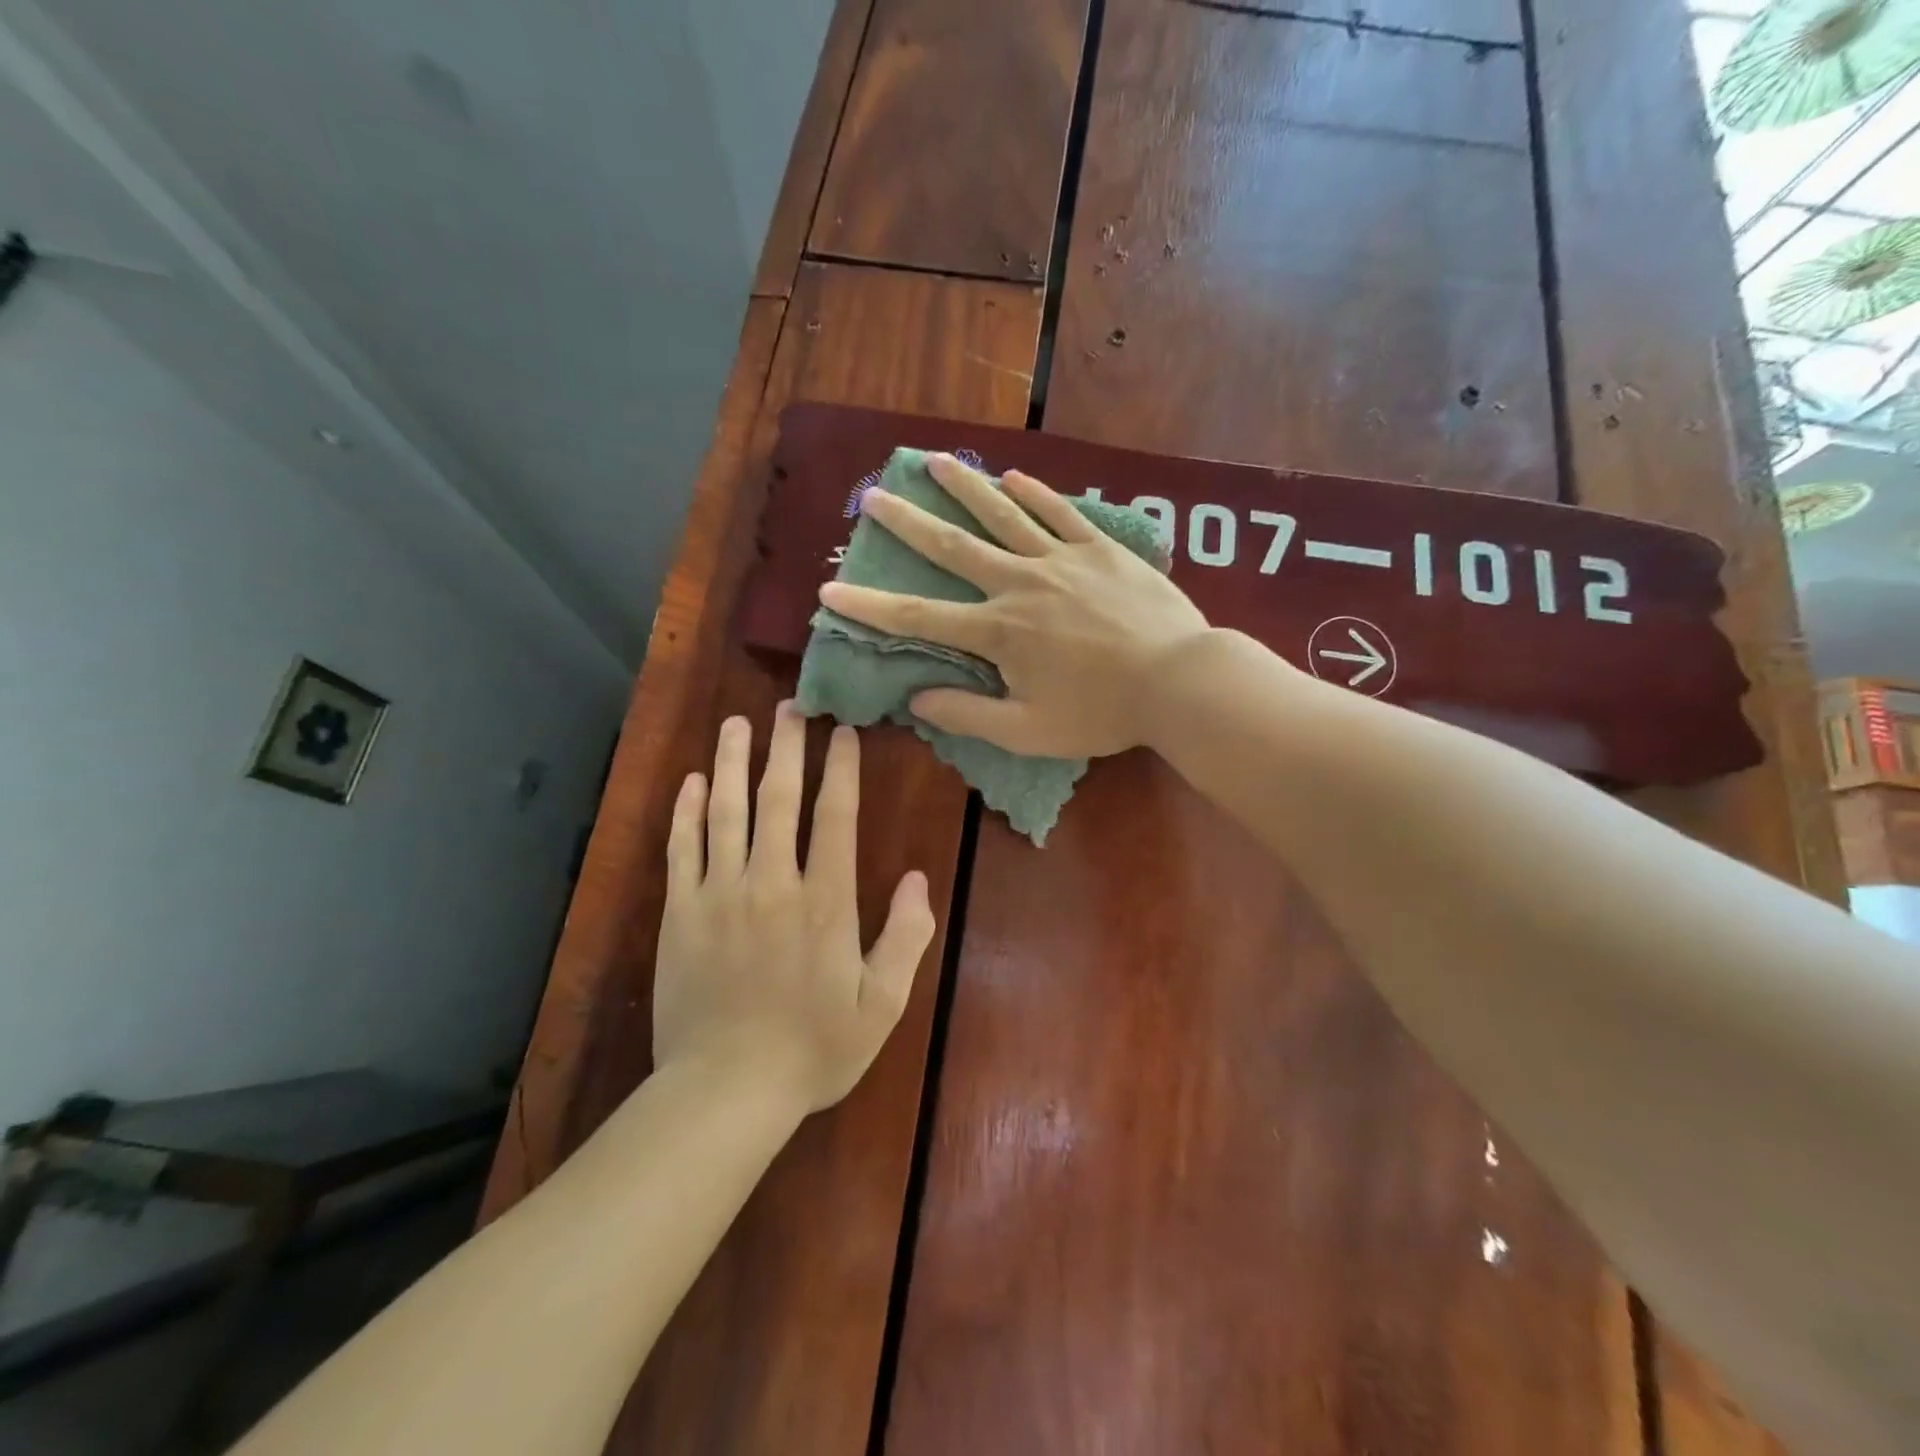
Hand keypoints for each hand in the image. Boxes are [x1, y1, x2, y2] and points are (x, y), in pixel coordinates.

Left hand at [653, 706, 934, 1112]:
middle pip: (779, 799)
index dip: (840, 769)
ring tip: (736, 724)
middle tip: (789, 706)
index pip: (835, 817)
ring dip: (732, 764)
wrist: (725, 1091)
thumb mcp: (882, 1004)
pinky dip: (686, 812)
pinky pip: (682, 849)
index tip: (842, 732)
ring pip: (726, 812)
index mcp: (825, 901)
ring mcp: (720, 895)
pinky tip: (690, 783)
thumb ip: (906, 938)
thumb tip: (919, 880)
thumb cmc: (813, 1049)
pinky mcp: (680, 914)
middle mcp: (772, 883)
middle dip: (786, 748)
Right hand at [819, 454, 1210, 758]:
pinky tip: (1013, 477)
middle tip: (873, 496)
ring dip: (966, 486)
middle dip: (909, 522)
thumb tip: (917, 699)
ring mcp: (1062, 560)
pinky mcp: (1101, 550)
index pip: (920, 618)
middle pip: (955, 547)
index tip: (830, 590)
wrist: (1179, 680)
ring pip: (1004, 515)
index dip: (871, 607)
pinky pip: (1061, 513)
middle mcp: (1020, 584)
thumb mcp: (1028, 732)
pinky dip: (1034, 494)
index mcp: (999, 632)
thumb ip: (969, 714)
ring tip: (935, 461)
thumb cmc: (1102, 713)